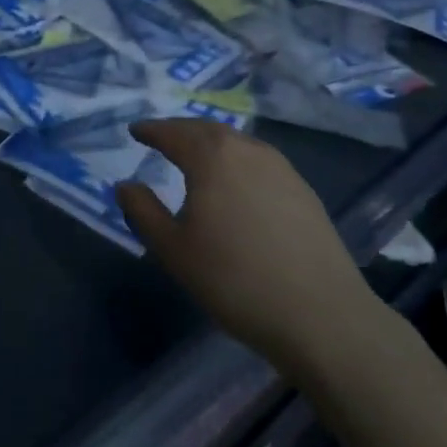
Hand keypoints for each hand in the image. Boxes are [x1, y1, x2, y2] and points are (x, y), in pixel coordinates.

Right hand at [117, 119, 385, 381]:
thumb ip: (143, 211)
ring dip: (211, 143)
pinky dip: (237, 161)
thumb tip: (125, 185)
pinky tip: (235, 183)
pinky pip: (259, 161)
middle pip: (207, 130)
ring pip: (237, 143)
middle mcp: (247, 150)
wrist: (322, 316)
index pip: (173, 132)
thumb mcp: (173, 250)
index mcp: (211, 157)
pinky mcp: (304, 191)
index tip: (135, 131)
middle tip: (162, 138)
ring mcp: (282, 168)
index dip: (151, 130)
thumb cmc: (234, 280)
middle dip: (181, 130)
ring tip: (196, 156)